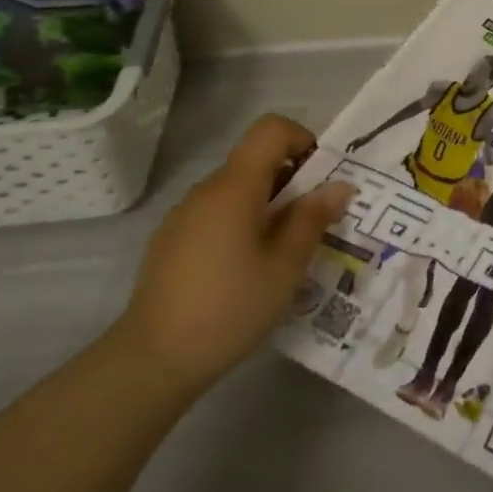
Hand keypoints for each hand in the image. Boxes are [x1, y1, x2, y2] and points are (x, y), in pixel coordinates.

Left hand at [113, 114, 354, 396]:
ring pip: (236, 190)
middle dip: (291, 180)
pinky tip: (244, 271)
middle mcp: (206, 190)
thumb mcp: (285, 266)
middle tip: (312, 223)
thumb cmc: (229, 308)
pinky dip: (240, 224)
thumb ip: (313, 219)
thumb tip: (340, 185)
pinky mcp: (170, 241)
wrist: (151, 362)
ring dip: (267, 205)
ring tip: (282, 252)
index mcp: (235, 187)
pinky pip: (216, 214)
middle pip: (255, 160)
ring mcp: (183, 216)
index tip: (318, 178)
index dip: (302, 139)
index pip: (271, 129)